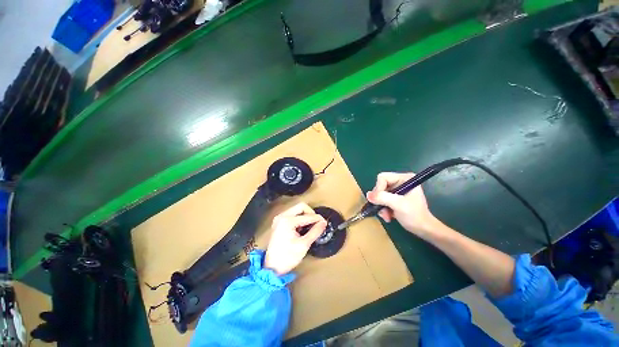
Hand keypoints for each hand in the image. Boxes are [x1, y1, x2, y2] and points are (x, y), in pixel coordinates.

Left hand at [264, 203, 326, 275]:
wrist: (271, 267)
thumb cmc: (287, 257)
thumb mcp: (304, 245)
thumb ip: (315, 231)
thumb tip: (323, 223)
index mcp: (287, 221)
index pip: (307, 216)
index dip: (318, 219)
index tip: (325, 223)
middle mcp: (282, 216)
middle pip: (301, 207)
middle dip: (311, 213)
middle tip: (316, 223)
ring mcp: (279, 218)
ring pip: (297, 209)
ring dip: (305, 216)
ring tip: (309, 227)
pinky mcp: (279, 222)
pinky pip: (292, 214)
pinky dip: (299, 218)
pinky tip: (301, 228)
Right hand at [366, 172, 439, 238]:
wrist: (423, 229)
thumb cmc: (414, 215)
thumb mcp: (398, 205)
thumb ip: (382, 197)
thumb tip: (368, 195)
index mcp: (404, 178)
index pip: (383, 178)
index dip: (379, 189)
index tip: (380, 201)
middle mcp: (400, 181)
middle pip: (380, 186)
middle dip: (380, 199)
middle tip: (383, 210)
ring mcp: (397, 190)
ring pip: (379, 194)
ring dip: (381, 206)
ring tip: (386, 215)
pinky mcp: (394, 197)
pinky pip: (382, 199)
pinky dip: (383, 208)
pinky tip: (388, 216)